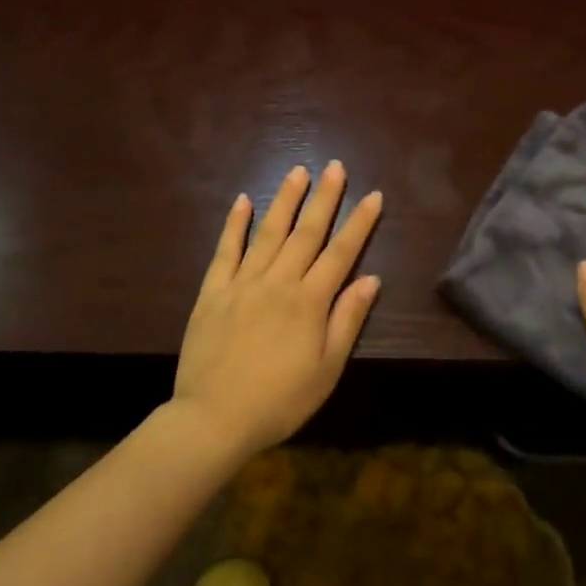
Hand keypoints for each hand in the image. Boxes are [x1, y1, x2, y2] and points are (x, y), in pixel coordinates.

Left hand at [172, 161, 382, 459]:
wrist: (213, 419)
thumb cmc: (280, 401)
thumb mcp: (326, 370)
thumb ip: (347, 320)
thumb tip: (371, 280)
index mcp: (309, 302)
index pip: (341, 253)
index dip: (359, 223)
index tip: (373, 195)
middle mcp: (278, 282)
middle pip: (306, 233)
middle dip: (325, 198)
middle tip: (335, 167)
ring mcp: (242, 283)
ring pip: (268, 232)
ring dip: (285, 200)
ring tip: (298, 171)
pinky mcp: (212, 292)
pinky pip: (225, 251)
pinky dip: (235, 224)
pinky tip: (243, 201)